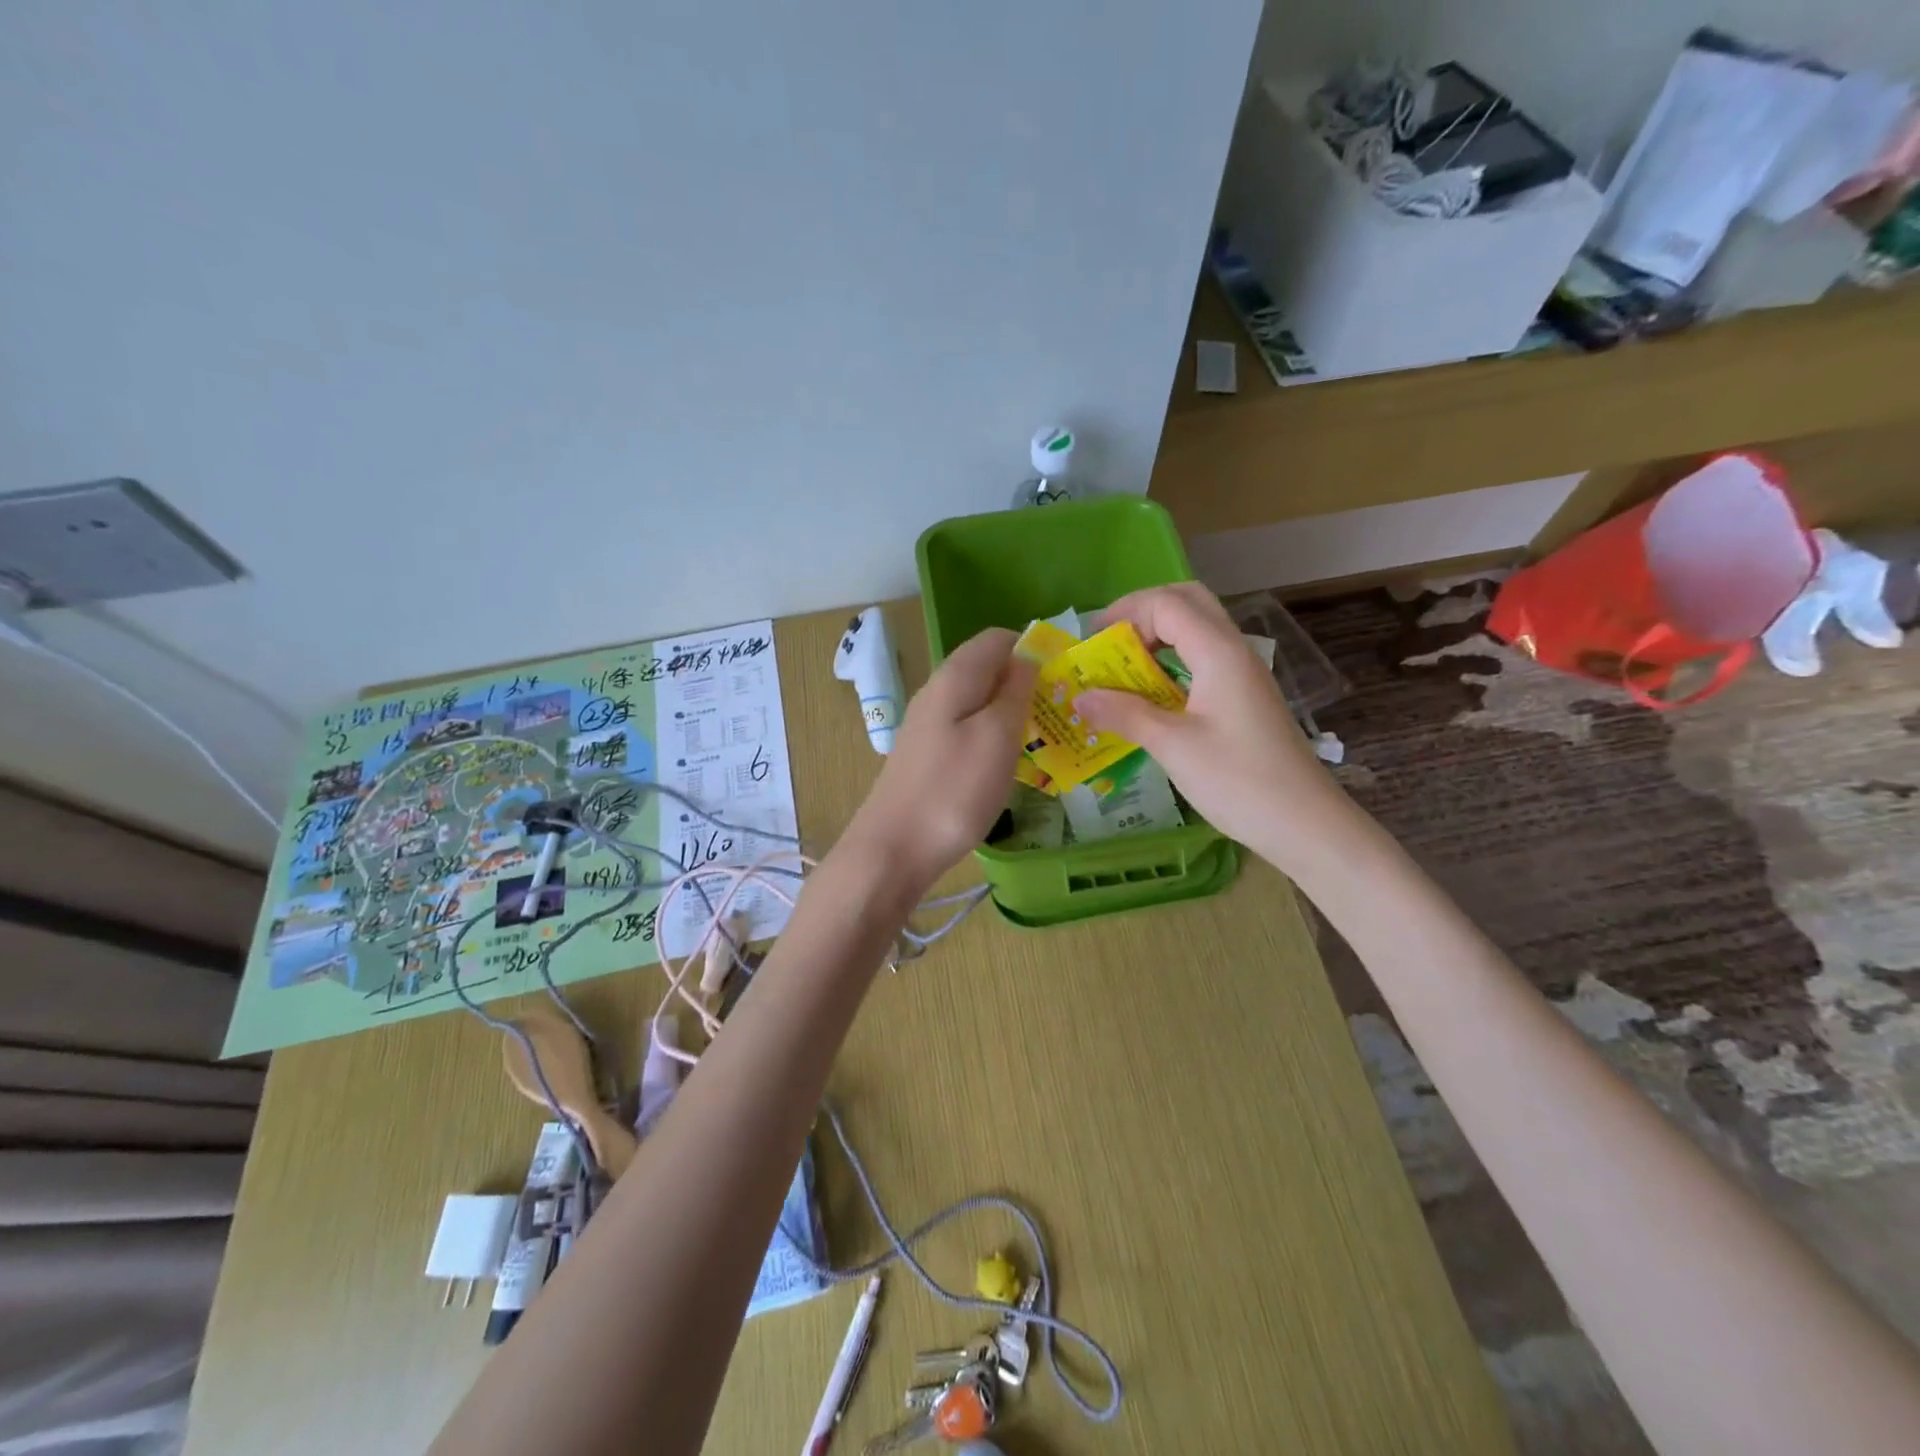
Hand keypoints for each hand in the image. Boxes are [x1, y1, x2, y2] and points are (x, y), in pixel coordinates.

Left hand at [844, 627, 1036, 889]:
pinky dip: (994, 738)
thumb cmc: (954, 790)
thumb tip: (1028, 656)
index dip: (1033, 648)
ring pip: (979, 702)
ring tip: (1045, 738)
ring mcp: (929, 726)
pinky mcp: (928, 756)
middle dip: (1026, 682)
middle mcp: (937, 693)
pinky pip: (968, 730)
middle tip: (1062, 712)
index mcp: (954, 677)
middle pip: (987, 669)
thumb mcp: (997, 736)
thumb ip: (1015, 691)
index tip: (1065, 676)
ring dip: (1012, 713)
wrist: (894, 849)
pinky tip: (1010, 763)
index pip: (997, 638)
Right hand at [1076, 584, 1350, 870]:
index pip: (1166, 604)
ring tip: (1122, 670)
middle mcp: (1233, 651)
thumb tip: (1080, 698)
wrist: (1304, 823)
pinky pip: (1202, 660)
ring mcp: (1242, 674)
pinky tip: (1150, 696)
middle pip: (1187, 603)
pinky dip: (1171, 663)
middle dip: (1142, 613)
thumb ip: (1125, 714)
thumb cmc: (1237, 780)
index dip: (1125, 613)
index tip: (1091, 643)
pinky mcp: (1243, 698)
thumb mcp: (1172, 746)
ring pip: (1197, 631)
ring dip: (1157, 638)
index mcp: (1218, 652)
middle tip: (1110, 644)